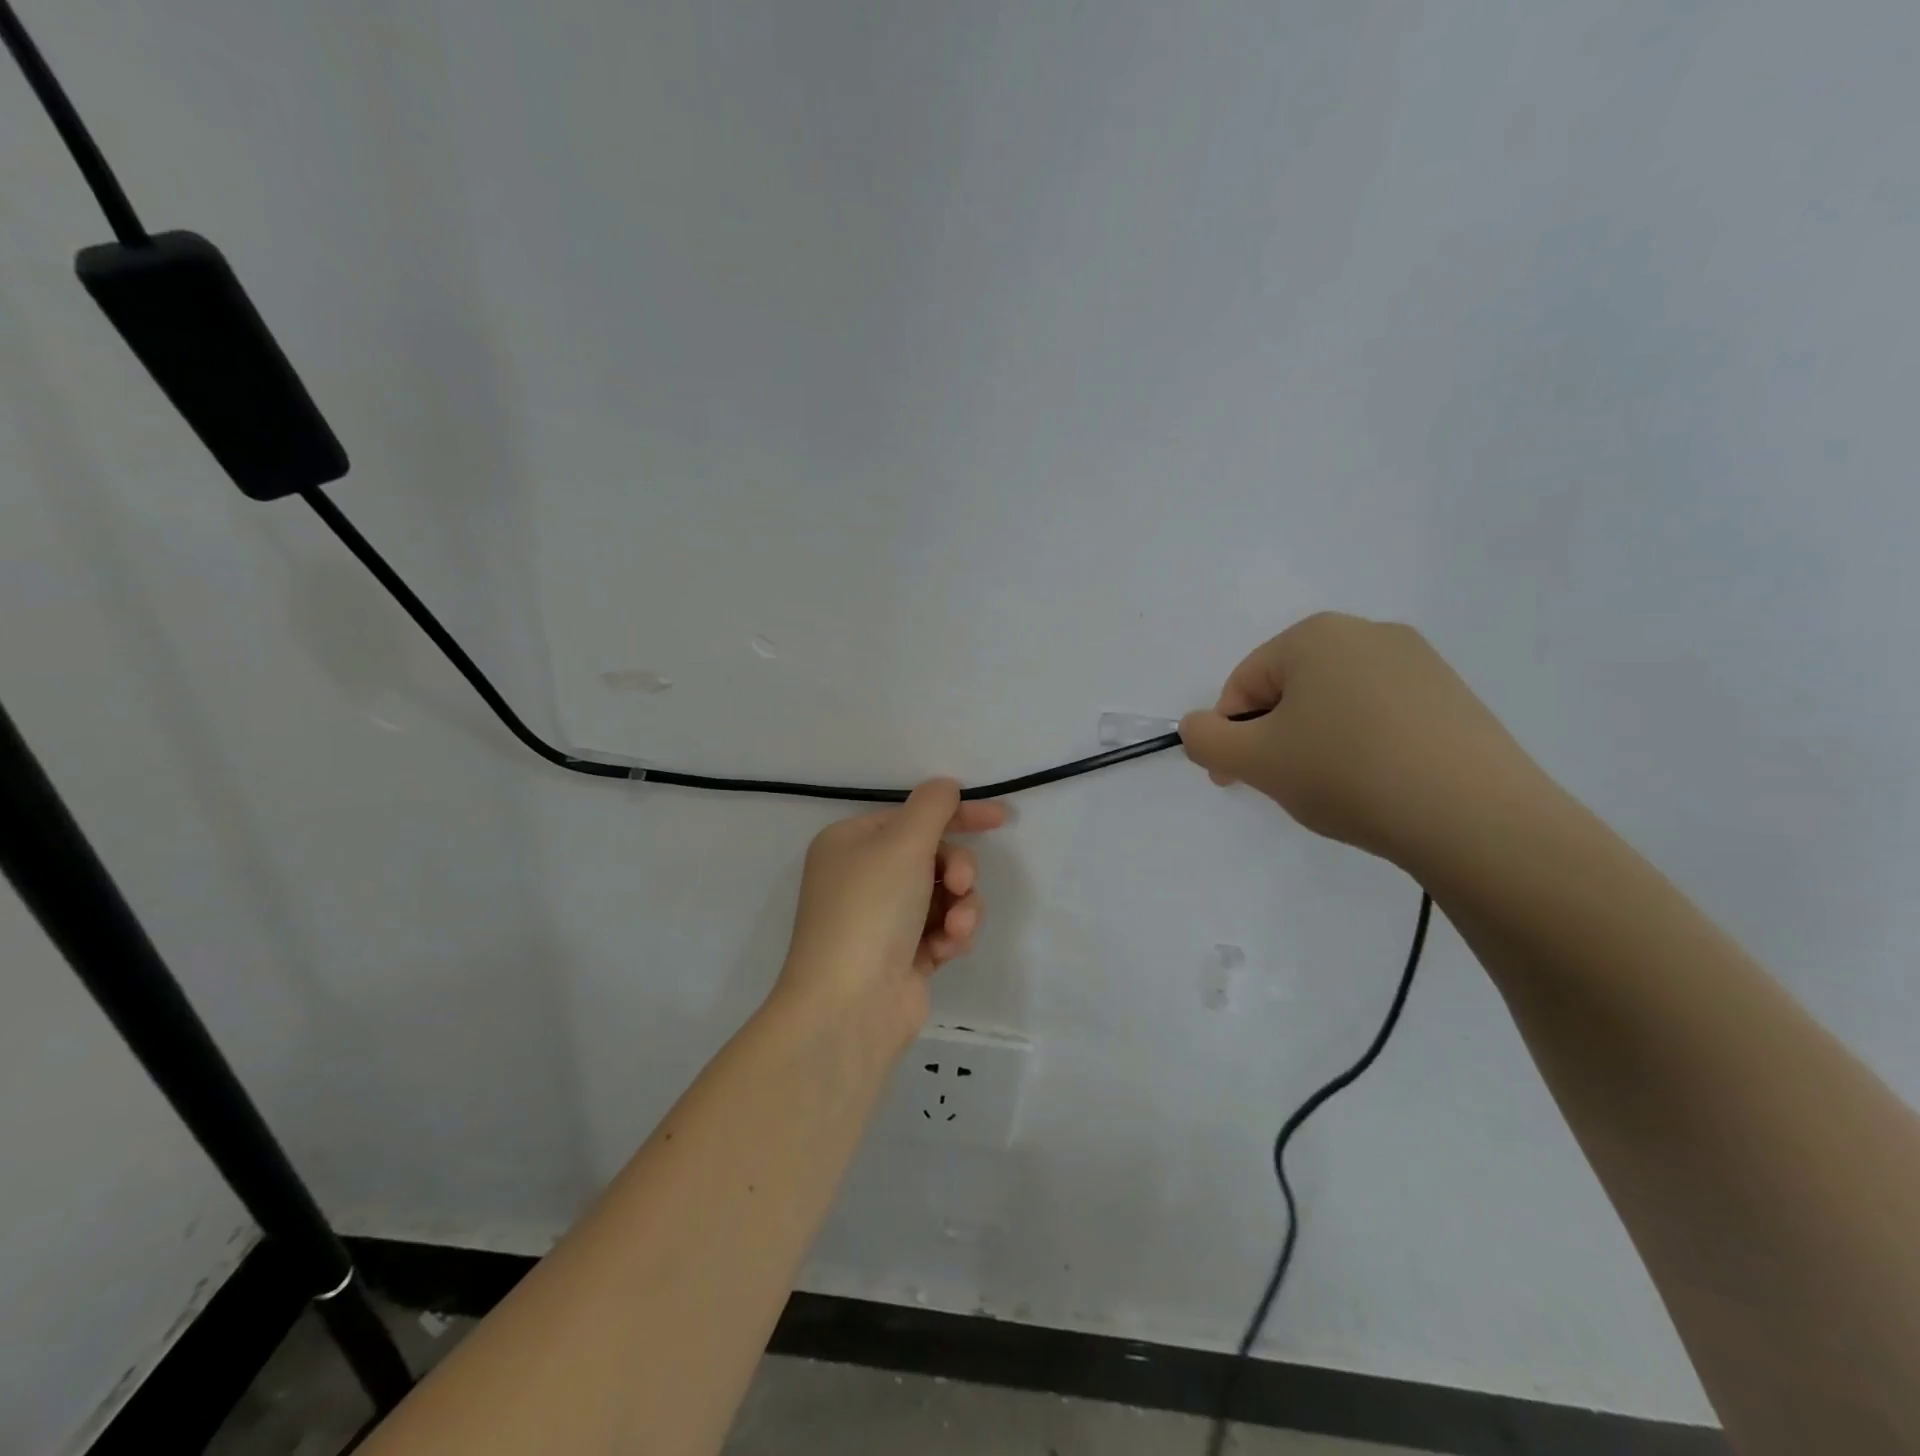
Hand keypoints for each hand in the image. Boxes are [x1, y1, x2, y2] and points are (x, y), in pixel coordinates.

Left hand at [775, 779, 1006, 1048]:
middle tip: (960, 885)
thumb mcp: (902, 843)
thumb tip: (945, 786)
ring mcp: (883, 919)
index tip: (1000, 818)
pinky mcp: (902, 955)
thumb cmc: (871, 910)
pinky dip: (951, 935)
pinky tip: (947, 949)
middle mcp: (863, 877)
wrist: (849, 1006)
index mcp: (851, 843)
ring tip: (956, 928)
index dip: (957, 814)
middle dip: (957, 869)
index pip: (912, 816)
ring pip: (944, 895)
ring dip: (960, 907)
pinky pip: (941, 929)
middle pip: (932, 856)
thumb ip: (932, 807)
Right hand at [1180, 612, 1549, 868]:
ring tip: (1334, 791)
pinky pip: (1382, 718)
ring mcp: (1420, 664)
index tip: (1235, 781)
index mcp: (1315, 635)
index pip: (1244, 684)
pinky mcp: (1454, 698)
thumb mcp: (1254, 761)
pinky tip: (1378, 785)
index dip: (1229, 735)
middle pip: (1291, 690)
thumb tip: (1198, 727)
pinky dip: (1364, 747)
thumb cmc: (1347, 773)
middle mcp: (1369, 633)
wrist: (1475, 818)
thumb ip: (1205, 739)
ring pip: (1336, 705)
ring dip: (1316, 744)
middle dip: (1275, 738)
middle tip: (1285, 787)